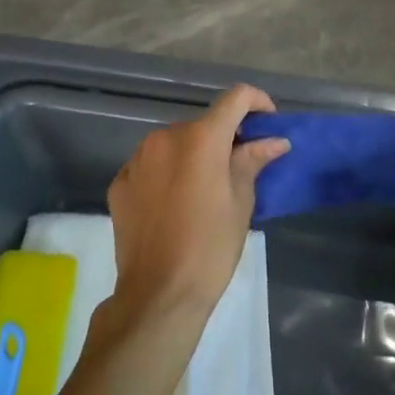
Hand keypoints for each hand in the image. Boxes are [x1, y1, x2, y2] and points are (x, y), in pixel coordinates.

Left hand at [106, 84, 290, 320]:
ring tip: (204, 190)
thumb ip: (252, 161)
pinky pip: (151, 165)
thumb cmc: (209, 248)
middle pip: (203, 123)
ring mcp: (137, 158)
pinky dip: (167, 174)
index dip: (256, 102)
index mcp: (201, 138)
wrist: (157, 296)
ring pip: (174, 143)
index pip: (235, 98)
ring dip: (193, 155)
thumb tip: (274, 140)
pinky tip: (174, 205)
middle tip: (239, 168)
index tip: (268, 123)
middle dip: (224, 138)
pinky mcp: (120, 182)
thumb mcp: (241, 204)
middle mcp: (166, 137)